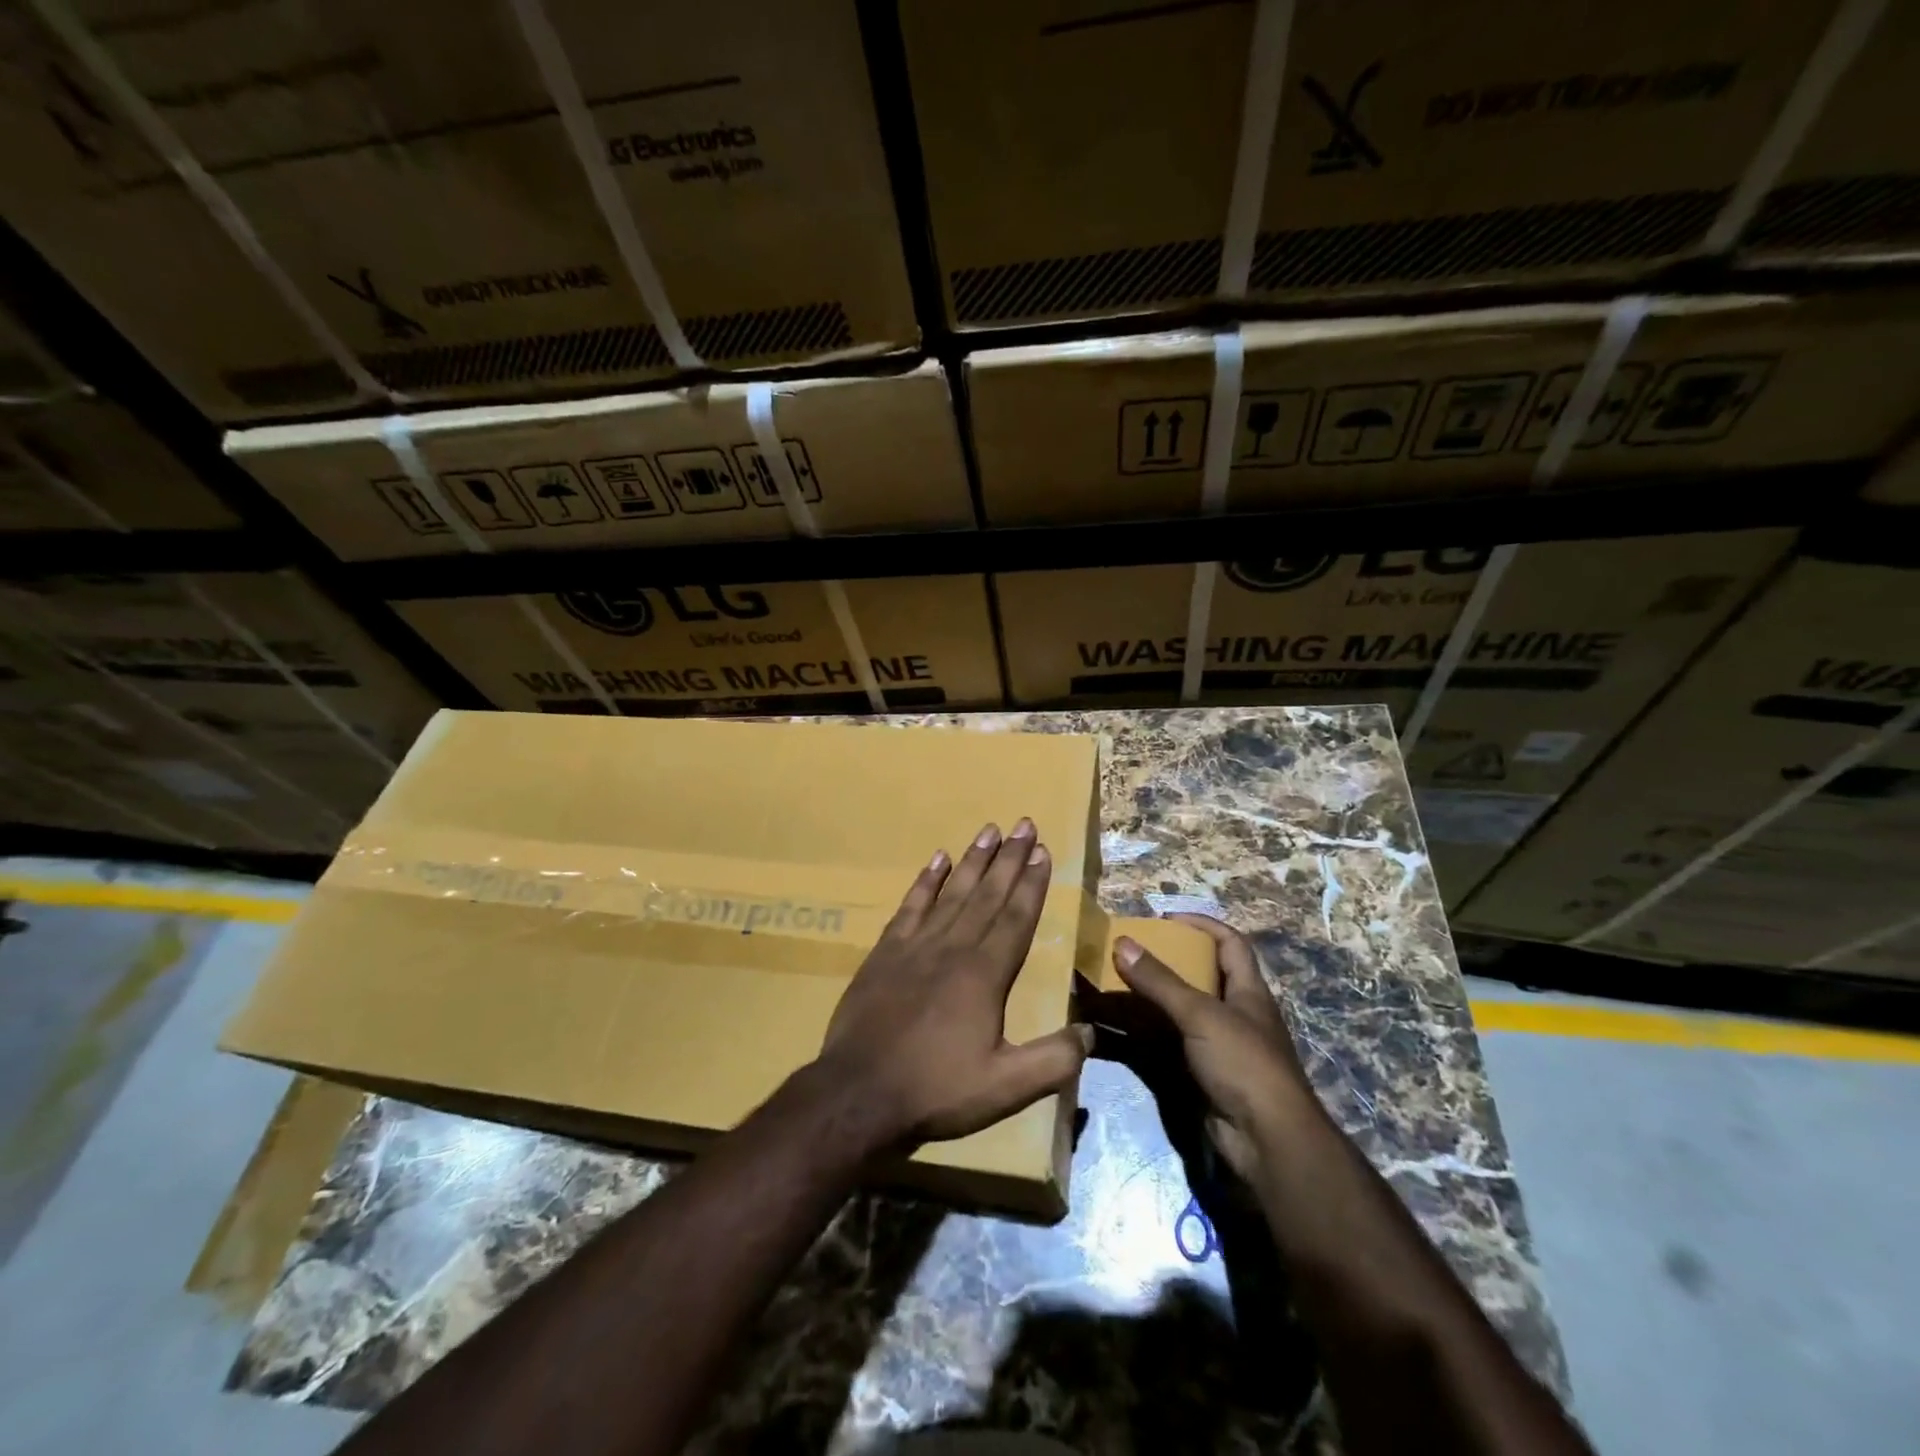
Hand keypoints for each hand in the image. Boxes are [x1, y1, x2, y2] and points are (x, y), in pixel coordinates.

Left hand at [815, 819, 1092, 1151]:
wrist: (858, 1093)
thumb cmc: (936, 1090)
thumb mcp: (1005, 1088)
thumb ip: (1053, 1061)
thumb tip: (1091, 1033)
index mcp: (985, 975)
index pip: (1015, 917)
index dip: (1031, 883)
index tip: (1042, 850)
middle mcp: (953, 948)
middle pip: (987, 894)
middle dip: (1010, 858)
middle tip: (1024, 824)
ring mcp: (915, 945)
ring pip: (952, 892)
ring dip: (973, 860)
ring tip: (990, 830)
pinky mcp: (885, 952)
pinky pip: (910, 906)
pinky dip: (925, 881)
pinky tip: (937, 860)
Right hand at [1113, 914, 1316, 1181]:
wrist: (1267, 1143)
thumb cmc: (1243, 1064)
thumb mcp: (1200, 1014)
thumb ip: (1160, 981)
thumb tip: (1122, 942)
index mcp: (1248, 992)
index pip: (1230, 943)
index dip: (1202, 924)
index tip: (1165, 918)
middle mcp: (1236, 1015)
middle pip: (1201, 977)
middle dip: (1166, 962)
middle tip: (1129, 953)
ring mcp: (1219, 1048)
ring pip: (1179, 1013)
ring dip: (1149, 1000)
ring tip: (1113, 986)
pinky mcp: (1202, 1076)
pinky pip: (1168, 1045)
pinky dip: (1144, 1035)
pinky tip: (1117, 1030)